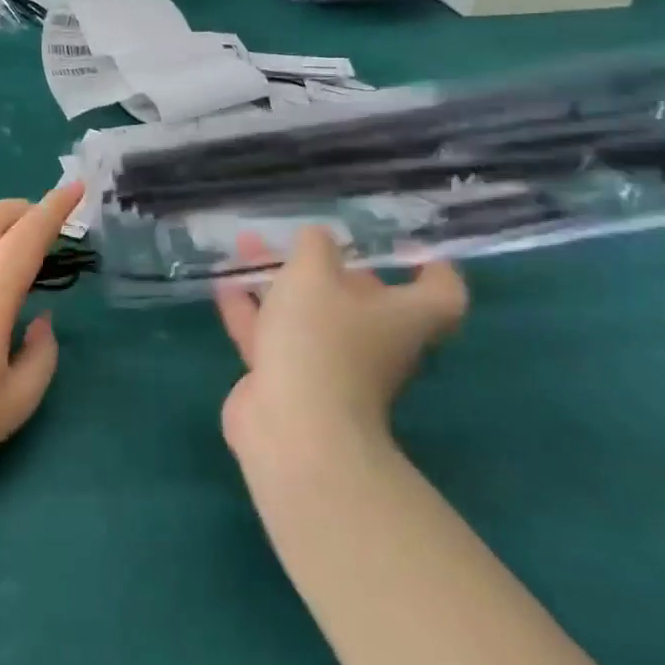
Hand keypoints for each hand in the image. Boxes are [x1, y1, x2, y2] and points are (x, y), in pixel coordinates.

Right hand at [215, 229, 466, 476]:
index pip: (441, 292)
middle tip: (298, 238)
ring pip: (307, 313)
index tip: (402, 245)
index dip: (431, 266)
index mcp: (402, 317)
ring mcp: (330, 365)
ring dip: (277, 280)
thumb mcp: (313, 274)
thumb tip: (317, 237)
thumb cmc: (319, 340)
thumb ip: (314, 246)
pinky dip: (250, 308)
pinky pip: (271, 334)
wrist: (292, 427)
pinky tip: (222, 283)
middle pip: (361, 299)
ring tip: (246, 247)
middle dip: (326, 265)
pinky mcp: (290, 380)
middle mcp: (374, 342)